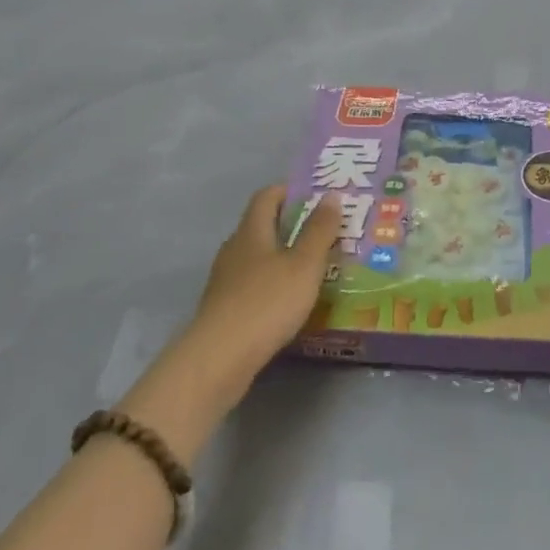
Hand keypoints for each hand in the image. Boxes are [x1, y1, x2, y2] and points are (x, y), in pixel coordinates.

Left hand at [184, 186, 342, 389]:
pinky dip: (273, 284)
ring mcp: (226, 281)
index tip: (316, 195)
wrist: (219, 359)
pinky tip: (291, 300)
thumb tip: (331, 196)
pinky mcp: (224, 309)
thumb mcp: (304, 264)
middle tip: (324, 231)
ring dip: (283, 256)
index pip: (266, 196)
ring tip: (314, 266)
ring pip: (258, 257)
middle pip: (261, 226)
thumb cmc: (267, 303)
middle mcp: (234, 250)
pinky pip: (253, 285)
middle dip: (291, 225)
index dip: (289, 190)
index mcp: (251, 232)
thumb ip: (319, 230)